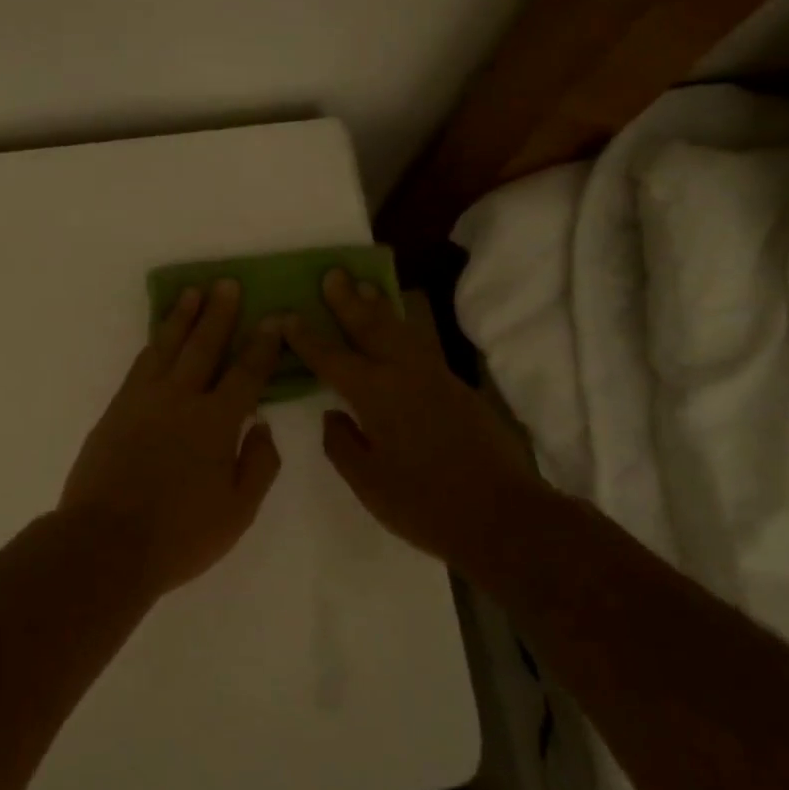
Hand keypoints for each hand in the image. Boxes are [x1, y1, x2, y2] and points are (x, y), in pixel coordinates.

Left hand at [59, 279, 282, 596]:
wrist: (106, 543)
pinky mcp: (117, 408)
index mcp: (216, 422)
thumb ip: (258, 465)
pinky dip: (153, 344)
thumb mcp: (237, 511)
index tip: (273, 319)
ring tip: (192, 293)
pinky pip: (140, 364)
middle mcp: (180, 399)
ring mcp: (144, 400)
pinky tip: (159, 337)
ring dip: (182, 318)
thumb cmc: (180, 534)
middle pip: (204, 345)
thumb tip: (263, 426)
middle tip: (227, 283)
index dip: (262, 345)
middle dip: (219, 313)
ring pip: (167, 346)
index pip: (246, 373)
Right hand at [282, 271, 540, 567]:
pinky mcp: (458, 388)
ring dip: (379, 307)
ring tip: (365, 286)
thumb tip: (333, 415)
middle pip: (370, 327)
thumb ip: (342, 443)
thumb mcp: (368, 482)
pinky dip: (402, 329)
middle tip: (333, 273)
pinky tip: (398, 331)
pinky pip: (420, 346)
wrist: (503, 516)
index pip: (330, 357)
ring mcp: (436, 377)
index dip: (305, 337)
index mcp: (375, 394)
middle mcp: (404, 373)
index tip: (286, 314)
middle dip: (348, 300)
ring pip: (401, 331)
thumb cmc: (424, 504)